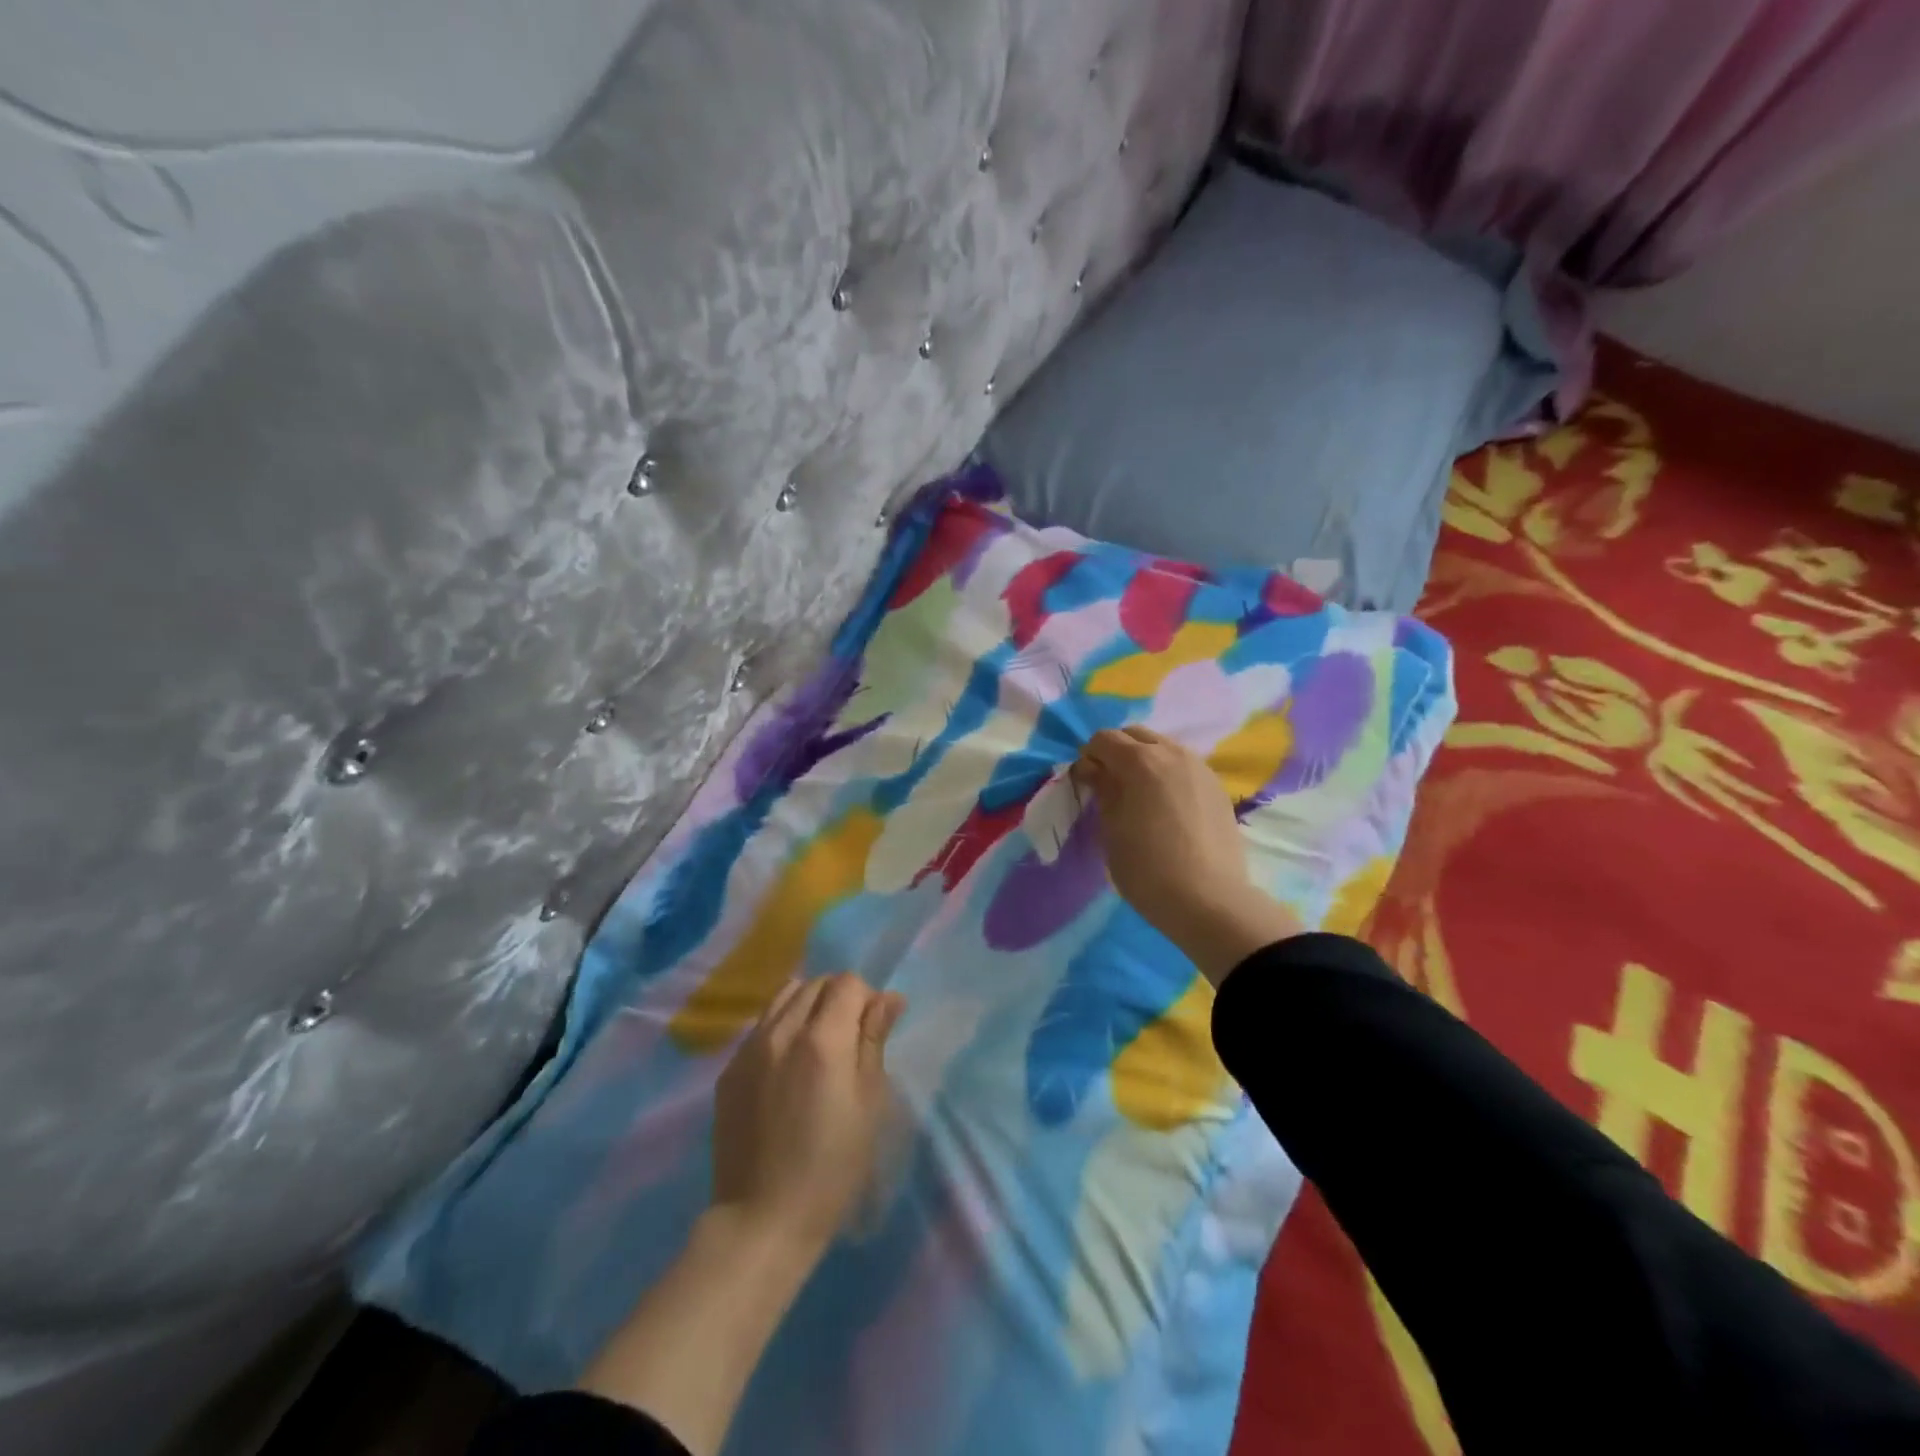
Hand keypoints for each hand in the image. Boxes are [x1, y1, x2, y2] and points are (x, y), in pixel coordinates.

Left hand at [711, 973, 905, 1254]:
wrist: (762, 1219)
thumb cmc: (832, 1168)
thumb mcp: (869, 1105)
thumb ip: (874, 1042)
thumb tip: (889, 998)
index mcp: (822, 1041)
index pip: (847, 983)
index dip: (866, 998)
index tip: (872, 1030)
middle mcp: (781, 1032)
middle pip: (814, 983)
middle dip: (838, 998)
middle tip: (849, 1039)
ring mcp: (748, 1049)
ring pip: (784, 997)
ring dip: (807, 1007)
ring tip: (817, 1047)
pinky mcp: (729, 1070)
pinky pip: (761, 1026)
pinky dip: (781, 1028)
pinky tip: (787, 1068)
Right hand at [1073, 726, 1300, 984]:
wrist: (1209, 900)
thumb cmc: (1147, 867)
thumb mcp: (1111, 829)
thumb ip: (1102, 790)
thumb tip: (1093, 768)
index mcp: (1140, 760)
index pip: (1104, 739)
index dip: (1089, 757)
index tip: (1086, 783)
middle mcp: (1172, 753)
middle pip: (1136, 735)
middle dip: (1117, 752)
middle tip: (1110, 785)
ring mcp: (1200, 768)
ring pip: (1164, 748)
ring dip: (1145, 761)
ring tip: (1140, 796)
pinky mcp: (1217, 787)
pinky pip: (1184, 767)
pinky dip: (1168, 774)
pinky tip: (1166, 807)